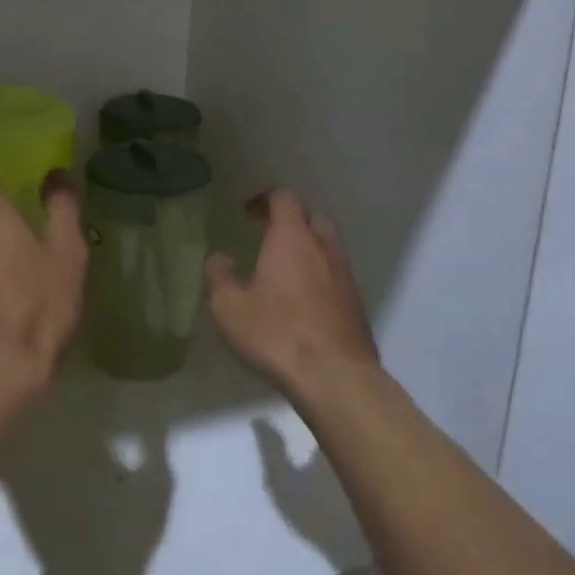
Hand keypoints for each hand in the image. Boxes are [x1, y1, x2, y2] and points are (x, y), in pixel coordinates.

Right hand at [205, 189, 377, 400]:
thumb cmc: (277, 334)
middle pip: (310, 217)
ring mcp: (344, 273)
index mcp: (292, 238)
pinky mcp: (356, 301)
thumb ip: (220, 276)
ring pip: (327, 245)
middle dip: (290, 221)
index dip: (265, 200)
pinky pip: (336, 273)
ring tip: (285, 271)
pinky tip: (304, 300)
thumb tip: (218, 257)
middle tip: (268, 239)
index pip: (284, 198)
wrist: (335, 377)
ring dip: (308, 248)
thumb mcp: (230, 308)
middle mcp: (322, 246)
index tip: (248, 213)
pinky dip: (320, 274)